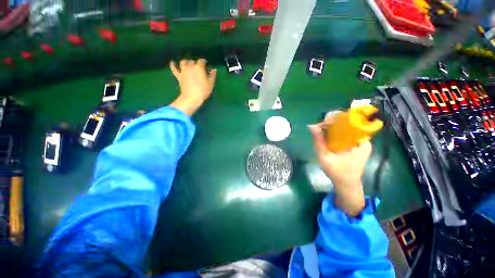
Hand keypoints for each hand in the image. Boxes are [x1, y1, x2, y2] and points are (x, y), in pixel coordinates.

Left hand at [169, 59, 216, 115]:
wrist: (191, 97)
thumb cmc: (203, 91)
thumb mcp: (211, 84)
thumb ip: (212, 75)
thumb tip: (214, 69)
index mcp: (199, 67)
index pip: (201, 61)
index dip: (204, 62)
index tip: (206, 65)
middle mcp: (190, 66)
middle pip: (192, 61)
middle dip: (196, 63)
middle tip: (198, 68)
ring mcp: (183, 70)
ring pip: (183, 62)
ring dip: (186, 62)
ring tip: (188, 65)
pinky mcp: (178, 76)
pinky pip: (174, 69)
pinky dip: (173, 65)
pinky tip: (172, 63)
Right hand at [308, 115, 371, 216]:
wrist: (347, 185)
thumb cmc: (337, 173)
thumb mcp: (324, 157)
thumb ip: (318, 141)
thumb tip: (311, 125)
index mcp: (360, 142)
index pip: (349, 122)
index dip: (334, 119)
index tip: (321, 124)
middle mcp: (363, 139)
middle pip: (347, 123)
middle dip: (331, 124)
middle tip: (318, 130)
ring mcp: (361, 142)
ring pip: (345, 128)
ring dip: (332, 129)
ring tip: (320, 133)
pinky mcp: (357, 145)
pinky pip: (345, 134)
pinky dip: (335, 134)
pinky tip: (327, 138)